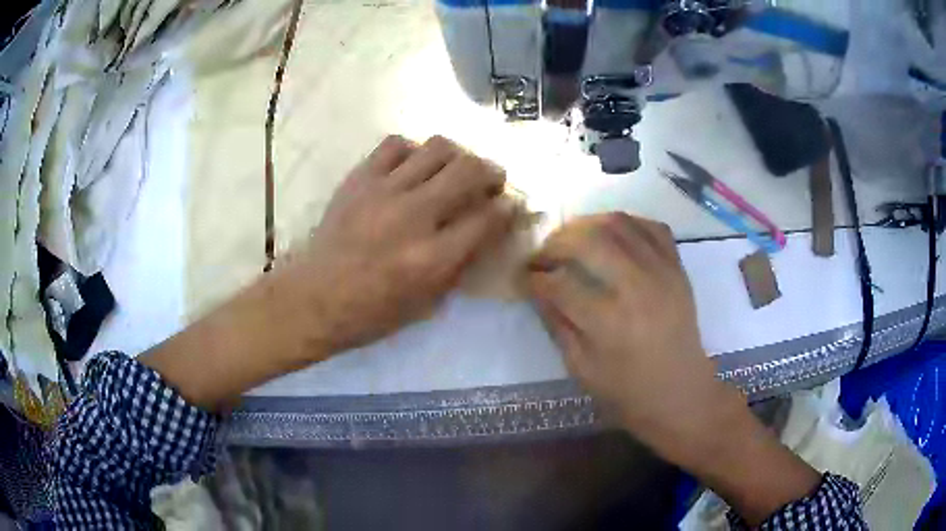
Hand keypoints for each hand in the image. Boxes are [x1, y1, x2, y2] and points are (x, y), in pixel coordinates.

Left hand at [286, 134, 514, 353]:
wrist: (315, 297)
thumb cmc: (373, 312)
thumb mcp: (429, 303)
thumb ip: (463, 263)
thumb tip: (488, 229)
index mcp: (434, 258)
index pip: (489, 217)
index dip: (509, 207)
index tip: (511, 204)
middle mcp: (414, 216)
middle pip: (469, 170)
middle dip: (491, 171)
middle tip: (490, 180)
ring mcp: (384, 191)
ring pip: (438, 147)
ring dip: (457, 156)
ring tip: (453, 170)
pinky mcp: (359, 178)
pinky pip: (396, 144)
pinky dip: (413, 151)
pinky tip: (412, 167)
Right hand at [526, 213, 718, 447]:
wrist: (681, 393)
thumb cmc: (628, 392)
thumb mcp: (581, 368)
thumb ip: (557, 324)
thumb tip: (537, 288)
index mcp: (610, 323)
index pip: (560, 283)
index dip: (534, 277)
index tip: (524, 277)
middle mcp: (638, 288)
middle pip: (589, 240)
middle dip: (556, 242)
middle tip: (543, 254)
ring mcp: (663, 272)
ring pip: (619, 223)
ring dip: (586, 224)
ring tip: (571, 238)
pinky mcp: (678, 268)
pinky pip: (651, 226)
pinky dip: (626, 222)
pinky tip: (611, 235)